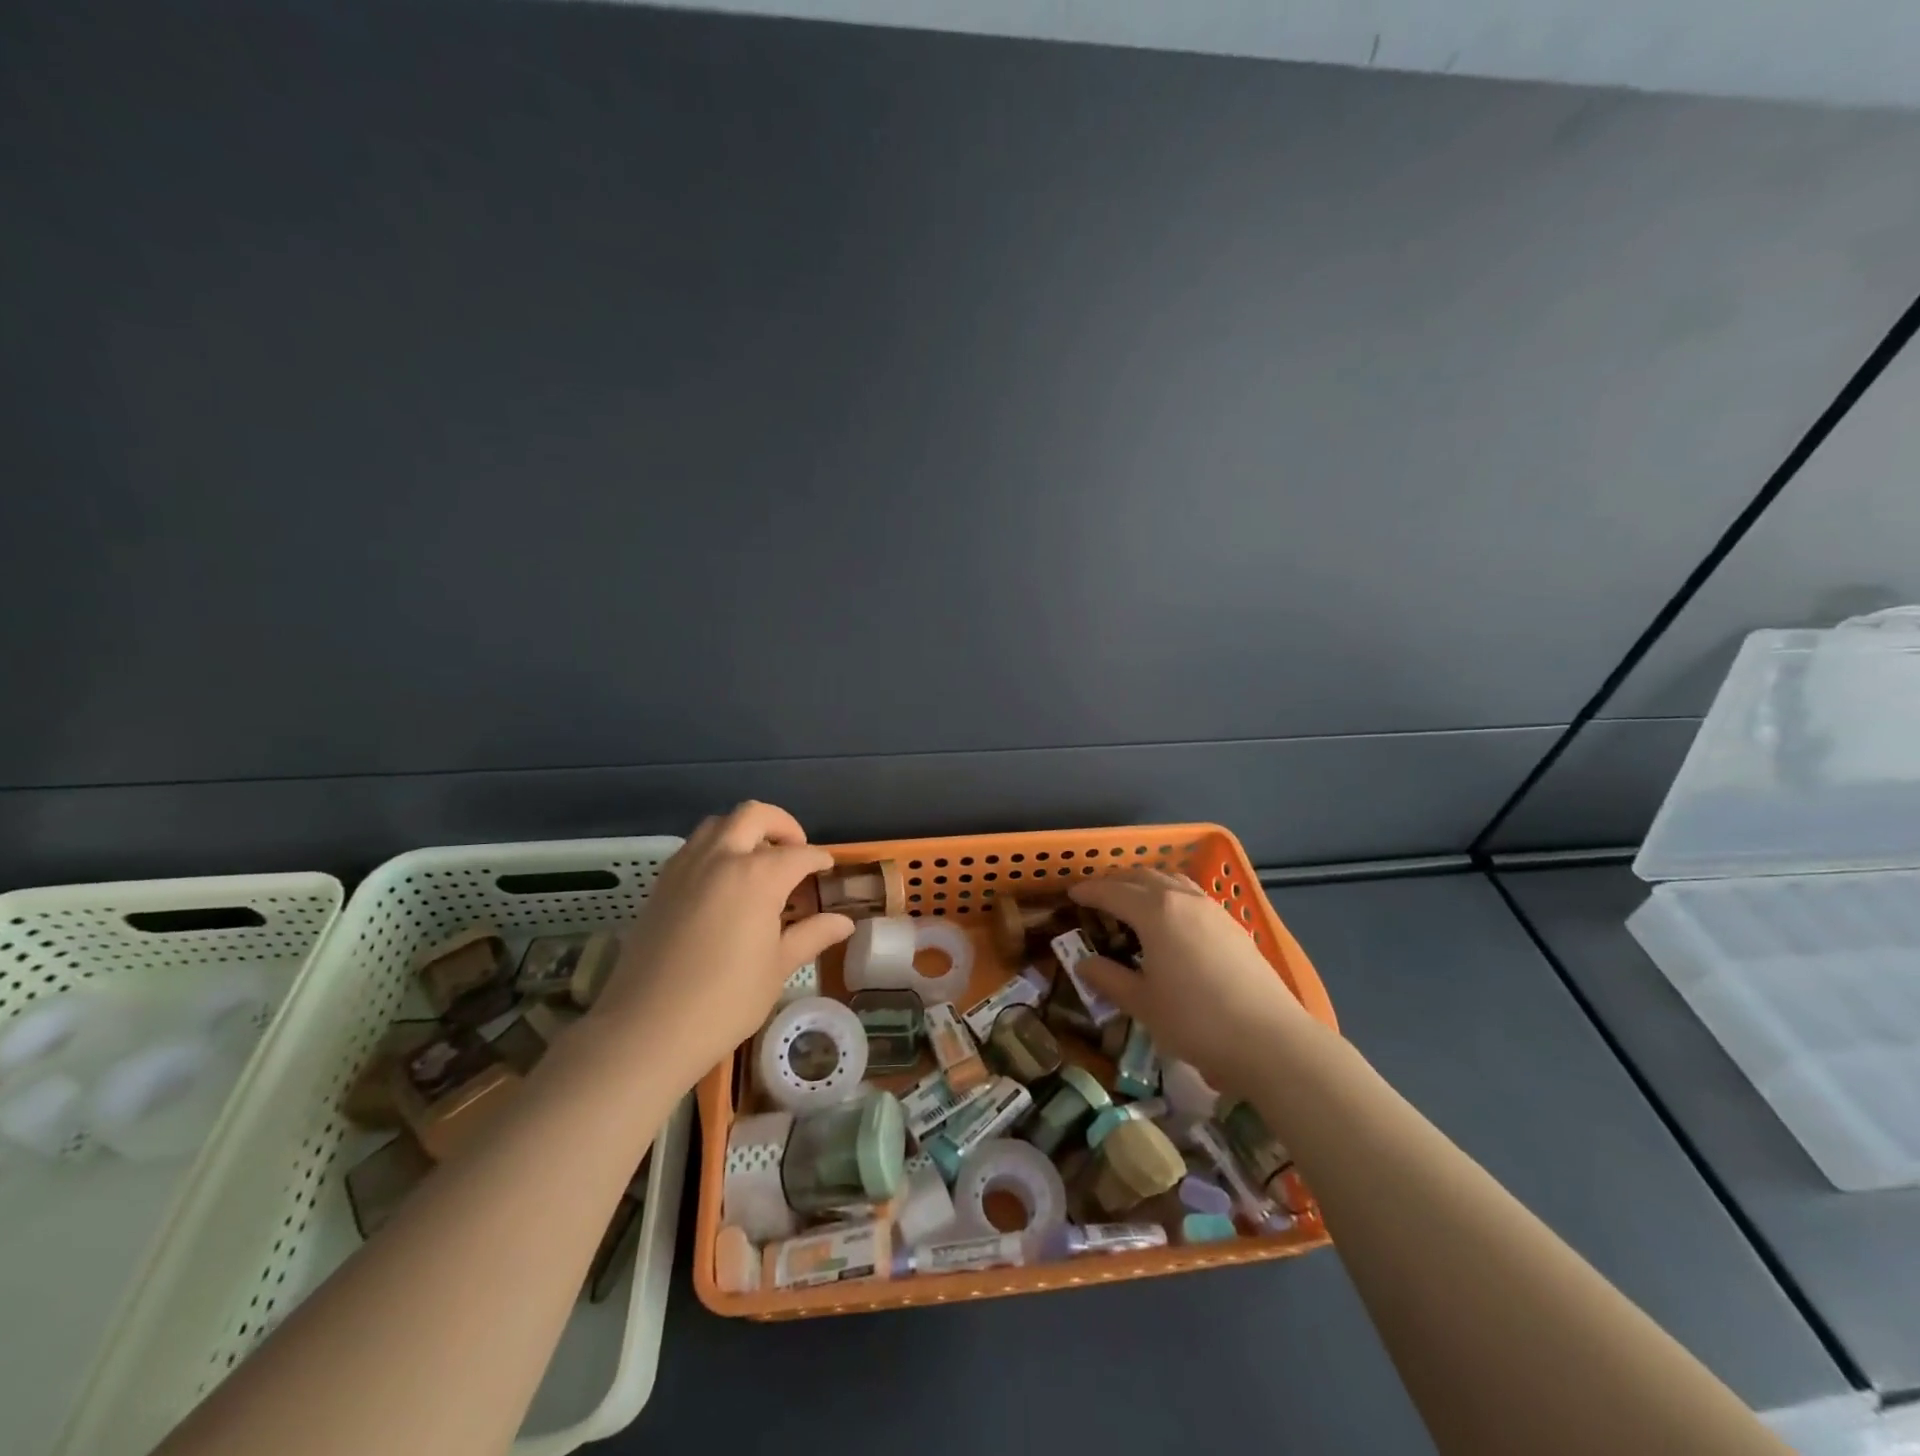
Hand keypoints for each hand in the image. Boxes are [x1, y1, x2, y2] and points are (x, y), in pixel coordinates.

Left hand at [591, 802, 853, 1087]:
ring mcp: (685, 867)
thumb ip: (812, 935)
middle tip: (795, 851)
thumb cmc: (725, 1001)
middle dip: (782, 825)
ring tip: (758, 862)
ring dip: (744, 831)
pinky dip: (715, 848)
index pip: (799, 854)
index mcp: (758, 876)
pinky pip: (693, 847)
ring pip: (718, 824)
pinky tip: (724, 882)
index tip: (828, 869)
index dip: (818, 859)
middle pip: (754, 815)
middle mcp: (721, 858)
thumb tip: (844, 923)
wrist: (646, 1028)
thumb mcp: (778, 968)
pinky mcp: (661, 884)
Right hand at [1068, 867, 1309, 1096]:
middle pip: (1143, 877)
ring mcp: (1213, 910)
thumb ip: (1109, 979)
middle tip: (1098, 897)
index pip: (1113, 892)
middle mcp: (1184, 899)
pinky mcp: (1234, 926)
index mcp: (1155, 912)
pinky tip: (1172, 922)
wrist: (1270, 1041)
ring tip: (1134, 903)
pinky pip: (1193, 897)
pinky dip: (1172, 897)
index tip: (1072, 895)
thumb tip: (1083, 964)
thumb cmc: (1195, 1021)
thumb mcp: (1142, 1004)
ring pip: (1173, 882)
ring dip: (1147, 885)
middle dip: (1117, 882)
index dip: (1089, 892)